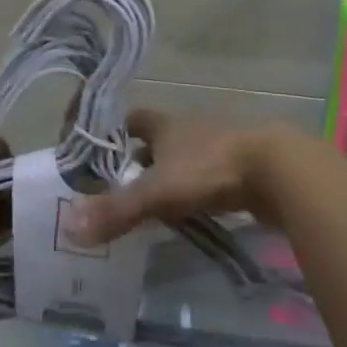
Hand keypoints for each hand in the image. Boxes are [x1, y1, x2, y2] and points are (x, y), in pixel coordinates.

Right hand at [67, 110, 295, 245]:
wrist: (276, 168)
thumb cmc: (210, 169)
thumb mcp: (158, 192)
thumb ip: (117, 210)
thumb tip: (71, 227)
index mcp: (166, 125)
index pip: (132, 119)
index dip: (114, 132)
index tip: (98, 152)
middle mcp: (189, 128)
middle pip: (158, 139)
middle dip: (140, 160)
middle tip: (121, 188)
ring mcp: (218, 145)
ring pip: (184, 157)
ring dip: (170, 176)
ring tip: (153, 205)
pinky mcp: (241, 166)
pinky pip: (209, 175)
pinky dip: (196, 190)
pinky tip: (192, 212)